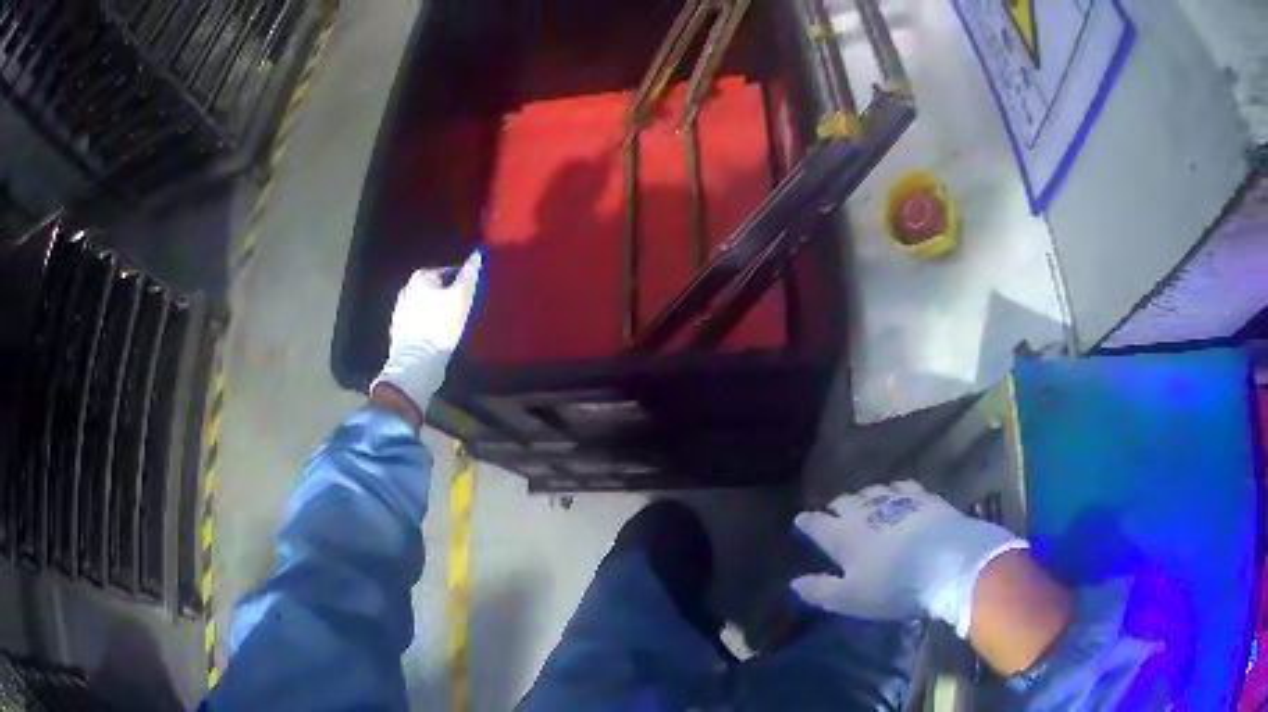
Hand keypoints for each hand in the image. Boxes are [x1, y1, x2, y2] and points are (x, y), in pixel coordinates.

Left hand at [371, 251, 482, 415]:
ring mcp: (399, 313)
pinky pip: (417, 324)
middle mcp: (406, 291)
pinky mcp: (399, 334)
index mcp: (419, 279)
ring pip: (423, 306)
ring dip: (436, 311)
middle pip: (432, 288)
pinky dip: (427, 326)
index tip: (471, 291)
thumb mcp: (461, 297)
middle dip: (446, 295)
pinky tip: (437, 336)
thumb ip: (470, 274)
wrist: (417, 363)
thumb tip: (477, 254)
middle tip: (462, 306)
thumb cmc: (440, 326)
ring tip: (451, 322)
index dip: (460, 280)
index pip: (445, 271)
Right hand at [791, 480, 1024, 637]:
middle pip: (843, 502)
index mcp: (842, 535)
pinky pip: (902, 487)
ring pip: (872, 491)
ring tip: (866, 505)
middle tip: (835, 516)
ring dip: (865, 498)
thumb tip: (795, 582)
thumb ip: (820, 590)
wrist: (950, 562)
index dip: (807, 523)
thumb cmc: (894, 587)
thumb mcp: (851, 598)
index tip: (801, 522)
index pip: (816, 523)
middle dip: (836, 508)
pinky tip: (900, 497)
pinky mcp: (924, 497)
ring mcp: (896, 500)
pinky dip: (895, 492)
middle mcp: (864, 511)